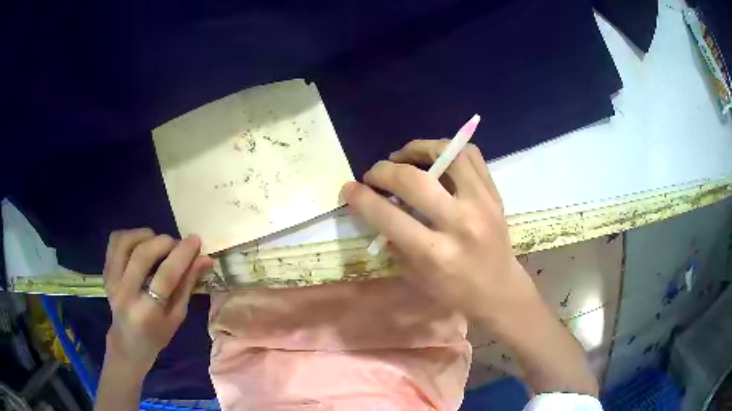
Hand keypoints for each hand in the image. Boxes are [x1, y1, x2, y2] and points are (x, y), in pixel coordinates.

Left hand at [102, 228, 212, 375]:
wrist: (127, 342)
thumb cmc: (157, 334)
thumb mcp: (177, 316)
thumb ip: (188, 285)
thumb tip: (204, 259)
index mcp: (147, 311)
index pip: (166, 275)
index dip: (182, 254)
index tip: (196, 240)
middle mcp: (125, 293)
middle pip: (143, 254)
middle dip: (165, 242)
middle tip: (176, 245)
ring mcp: (112, 280)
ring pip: (126, 242)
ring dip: (146, 236)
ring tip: (157, 243)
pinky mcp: (105, 271)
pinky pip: (115, 241)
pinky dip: (130, 236)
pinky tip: (141, 243)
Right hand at [343, 140, 598, 396]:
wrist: (499, 289)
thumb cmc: (455, 290)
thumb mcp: (416, 277)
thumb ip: (394, 241)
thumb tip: (375, 207)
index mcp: (436, 253)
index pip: (390, 216)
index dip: (362, 198)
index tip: (349, 188)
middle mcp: (460, 224)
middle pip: (414, 181)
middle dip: (384, 171)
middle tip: (374, 174)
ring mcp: (482, 204)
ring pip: (449, 156)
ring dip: (418, 149)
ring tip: (404, 156)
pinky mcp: (495, 194)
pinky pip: (471, 156)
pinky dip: (448, 149)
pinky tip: (435, 157)